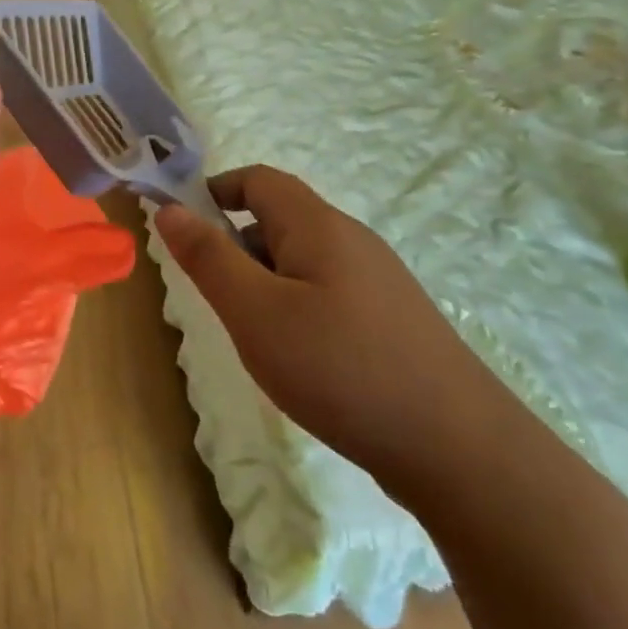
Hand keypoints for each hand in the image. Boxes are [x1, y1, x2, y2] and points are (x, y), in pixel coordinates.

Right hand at [154, 166, 504, 486]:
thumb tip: (169, 209)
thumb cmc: (340, 369)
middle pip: (279, 219)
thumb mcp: (255, 312)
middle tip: (218, 300)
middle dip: (236, 247)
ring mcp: (377, 281)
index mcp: (319, 226)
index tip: (181, 231)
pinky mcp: (391, 319)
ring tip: (255, 336)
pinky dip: (295, 307)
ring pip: (302, 260)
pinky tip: (299, 358)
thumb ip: (208, 258)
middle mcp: (352, 240)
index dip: (214, 191)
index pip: (258, 180)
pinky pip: (326, 292)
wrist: (458, 448)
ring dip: (264, 282)